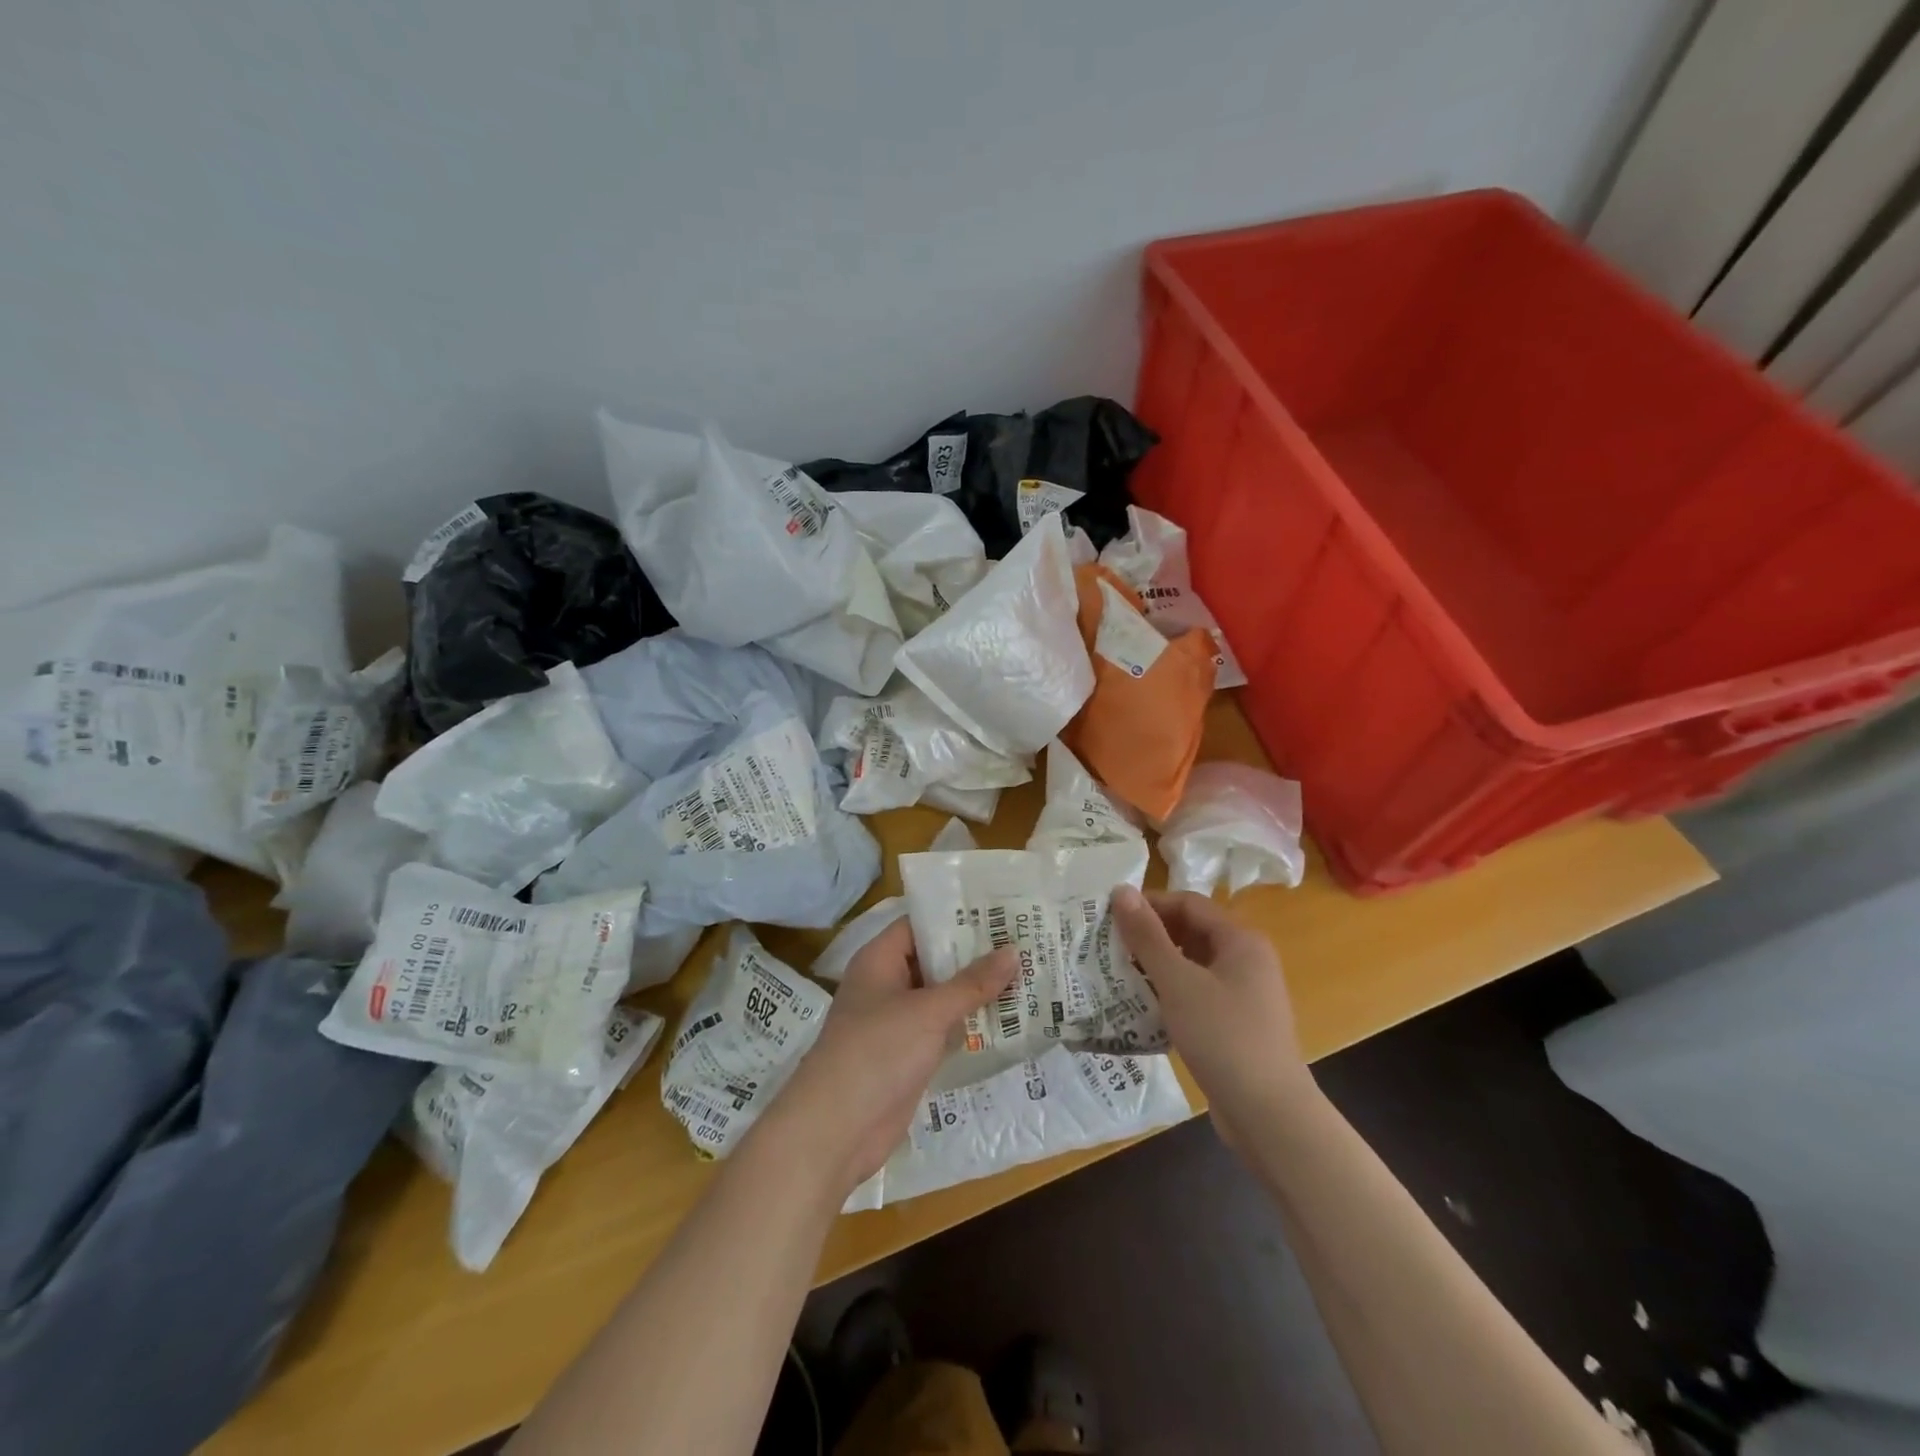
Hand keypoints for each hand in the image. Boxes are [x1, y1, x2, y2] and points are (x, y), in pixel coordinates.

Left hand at [752, 917, 1017, 1200]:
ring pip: (942, 997)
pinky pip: (944, 1031)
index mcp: (880, 960)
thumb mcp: (929, 1011)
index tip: (999, 911)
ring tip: (1027, 976)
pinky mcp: (908, 1056)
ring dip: (977, 993)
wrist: (836, 1130)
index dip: (957, 916)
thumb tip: (1013, 951)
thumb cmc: (877, 1052)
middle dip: (975, 956)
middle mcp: (887, 984)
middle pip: (935, 960)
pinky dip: (970, 1026)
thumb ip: (972, 983)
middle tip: (1025, 943)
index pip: (920, 924)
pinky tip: (1009, 1021)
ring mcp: (897, 1022)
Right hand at [1111, 886, 1313, 1139]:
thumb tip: (1121, 890)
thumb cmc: (1224, 1038)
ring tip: (1117, 974)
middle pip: (1191, 932)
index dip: (1149, 905)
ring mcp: (1244, 994)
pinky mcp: (1235, 1023)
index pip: (1188, 904)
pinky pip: (1197, 993)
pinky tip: (1142, 1006)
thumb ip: (1148, 936)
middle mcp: (1247, 960)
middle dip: (1150, 936)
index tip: (1110, 917)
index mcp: (1241, 940)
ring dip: (1156, 966)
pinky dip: (1170, 993)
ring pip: (1192, 965)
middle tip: (1108, 946)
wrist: (1270, 1116)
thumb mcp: (1178, 983)